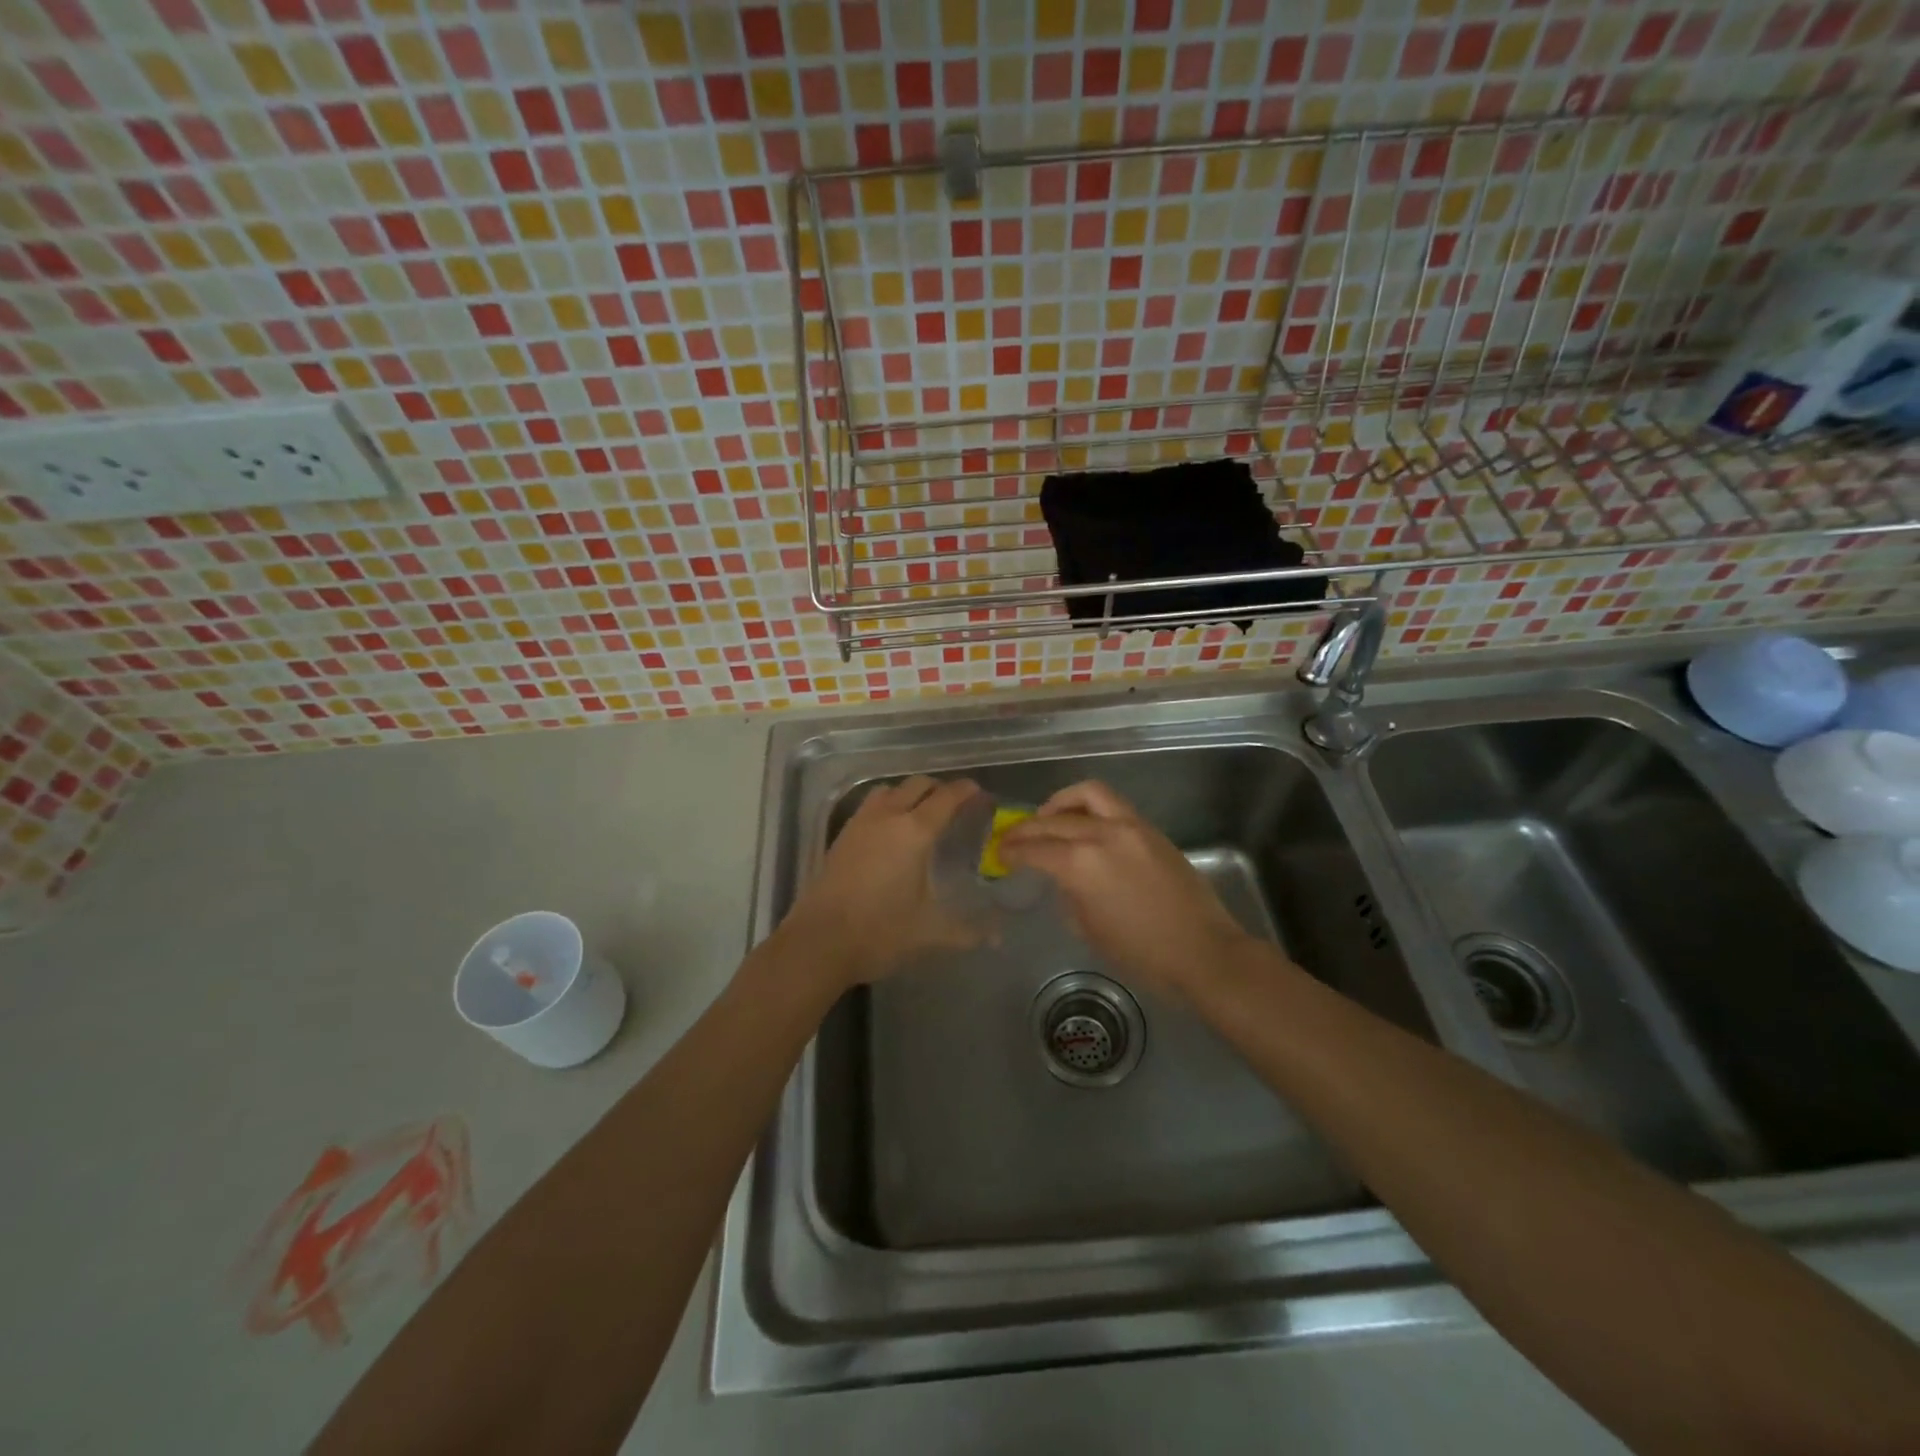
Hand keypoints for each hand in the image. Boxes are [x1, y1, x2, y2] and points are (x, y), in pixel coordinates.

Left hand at [778, 775, 984, 989]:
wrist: (819, 942)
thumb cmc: (880, 932)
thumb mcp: (929, 932)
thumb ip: (967, 931)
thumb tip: (998, 938)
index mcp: (915, 832)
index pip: (946, 797)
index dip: (966, 791)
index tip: (979, 793)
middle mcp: (888, 816)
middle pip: (917, 785)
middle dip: (939, 788)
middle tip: (955, 805)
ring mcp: (860, 823)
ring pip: (890, 790)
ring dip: (910, 793)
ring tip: (922, 812)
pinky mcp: (842, 835)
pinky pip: (870, 805)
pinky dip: (887, 805)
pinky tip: (890, 831)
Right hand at [998, 780, 1255, 997]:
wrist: (1202, 951)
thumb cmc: (1141, 954)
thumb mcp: (1089, 929)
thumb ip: (1069, 894)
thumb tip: (1062, 878)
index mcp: (1081, 865)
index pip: (1035, 848)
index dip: (1012, 850)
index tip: (1000, 853)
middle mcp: (1102, 835)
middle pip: (1053, 821)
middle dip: (1027, 828)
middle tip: (1012, 838)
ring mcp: (1129, 827)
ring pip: (1086, 795)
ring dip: (1060, 803)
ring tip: (1048, 817)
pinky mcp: (1149, 829)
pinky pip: (1112, 805)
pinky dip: (1089, 806)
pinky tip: (1083, 823)